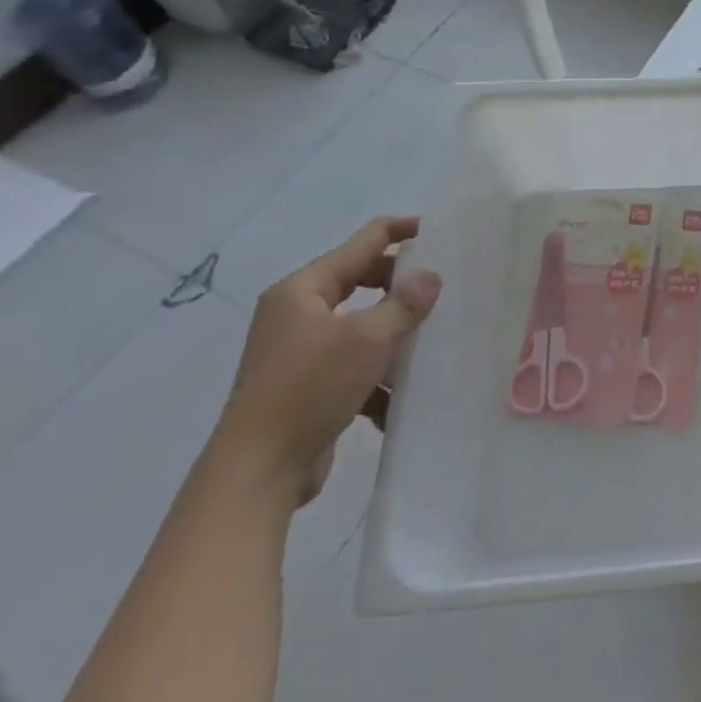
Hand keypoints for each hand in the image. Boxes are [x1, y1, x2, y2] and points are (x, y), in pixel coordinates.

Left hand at [212, 215, 441, 505]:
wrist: (259, 470)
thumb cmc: (310, 389)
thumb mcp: (367, 339)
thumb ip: (404, 303)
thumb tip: (431, 276)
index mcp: (302, 290)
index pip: (362, 243)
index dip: (401, 231)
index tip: (441, 231)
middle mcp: (297, 313)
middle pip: (360, 280)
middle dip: (400, 284)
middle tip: (441, 288)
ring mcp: (300, 350)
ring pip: (361, 325)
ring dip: (395, 331)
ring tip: (433, 337)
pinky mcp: (308, 385)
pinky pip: (353, 363)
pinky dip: (379, 371)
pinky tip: (404, 391)